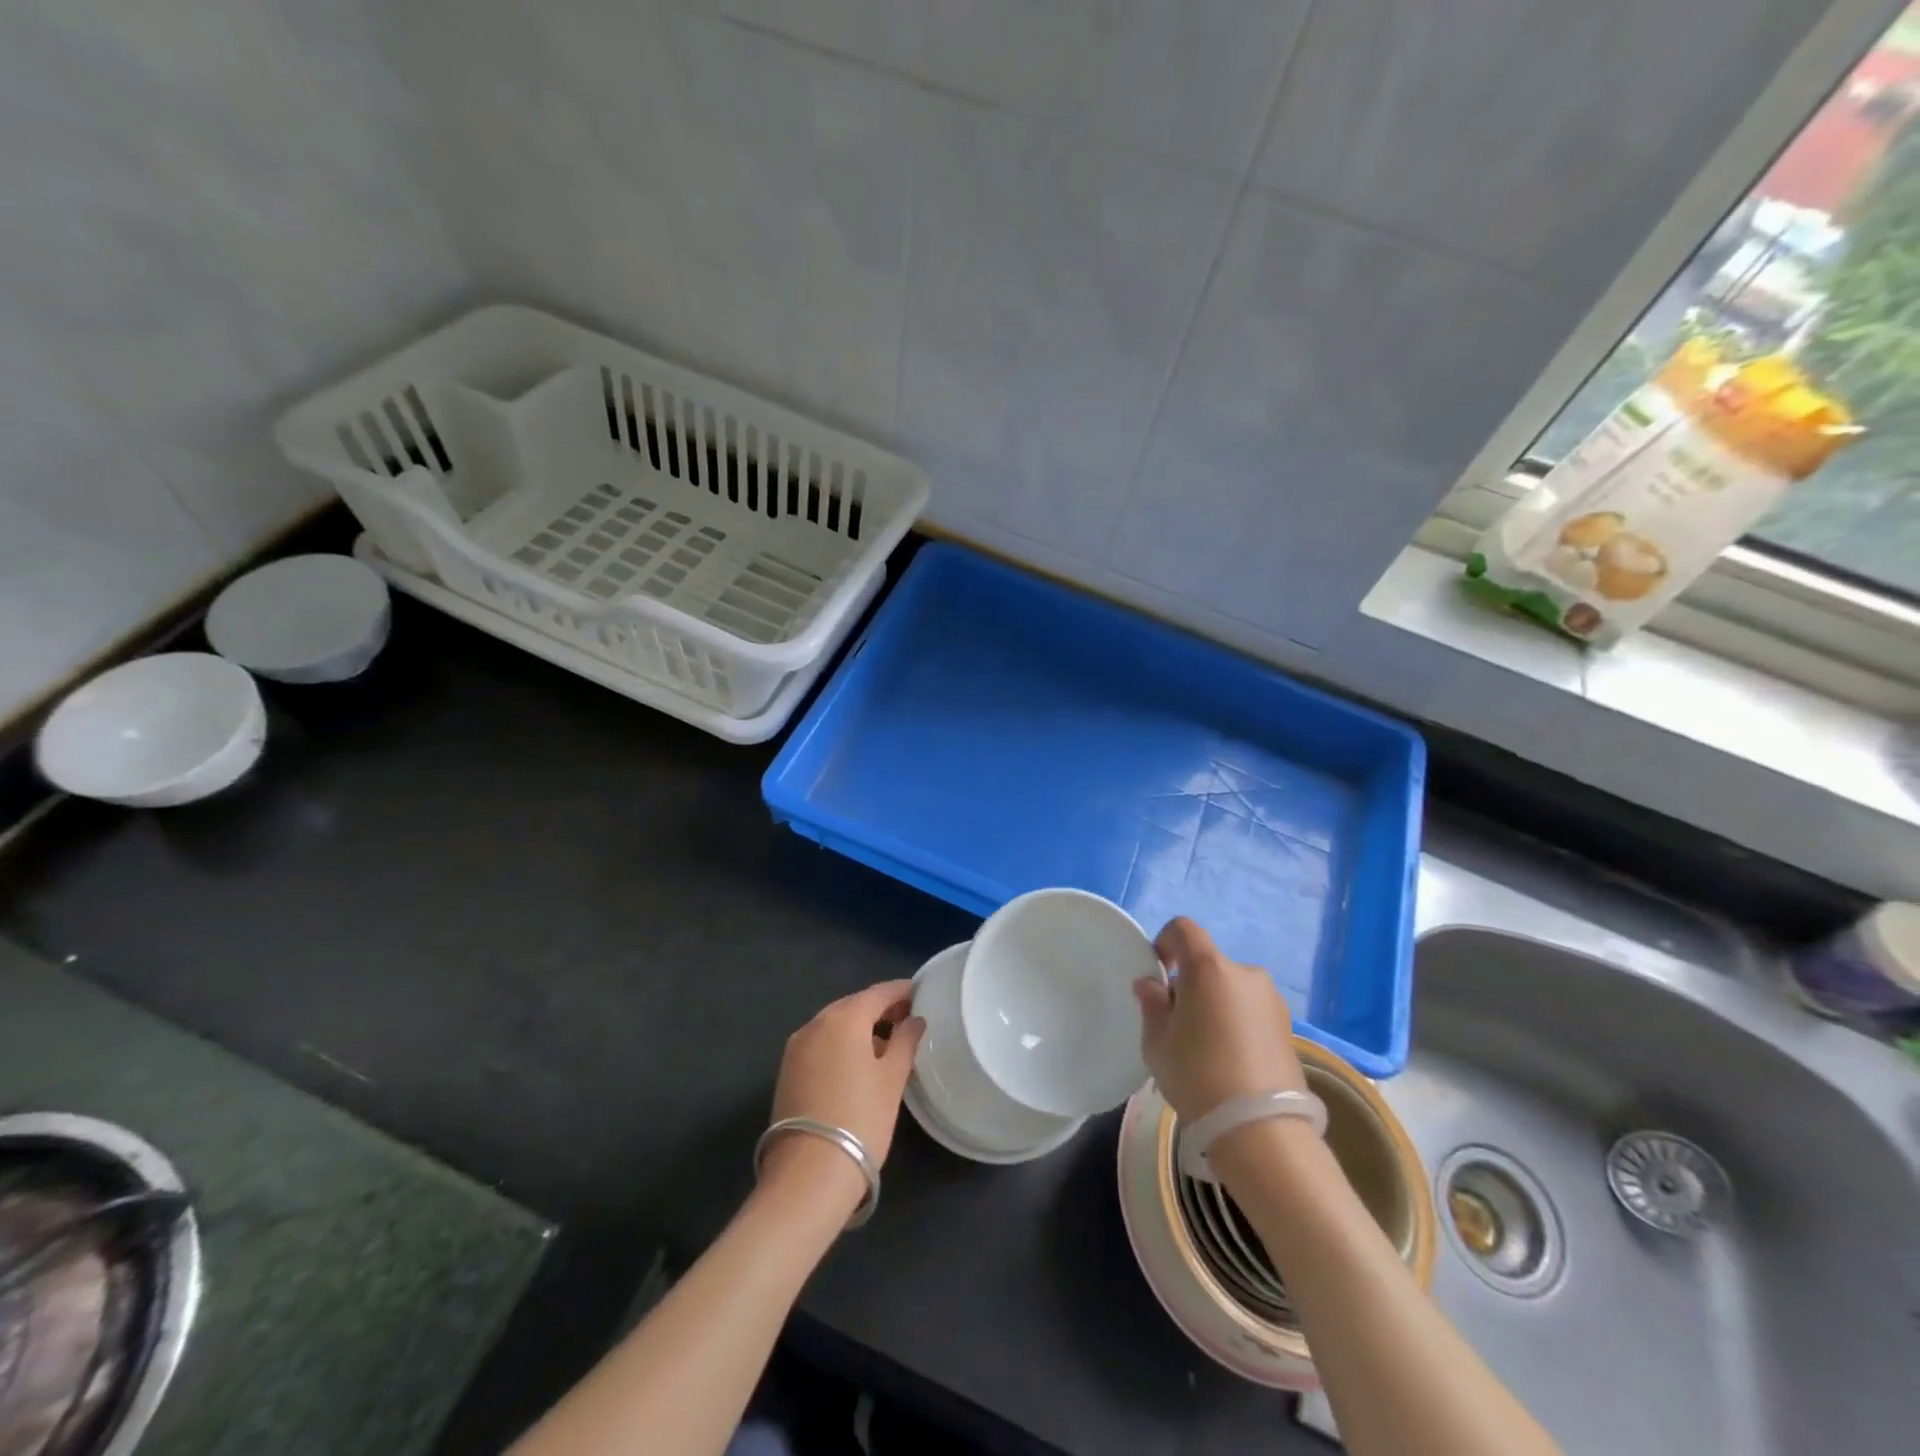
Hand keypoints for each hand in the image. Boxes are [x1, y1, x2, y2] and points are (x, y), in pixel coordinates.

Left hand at [762, 981, 924, 1204]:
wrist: (808, 1175)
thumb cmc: (860, 1119)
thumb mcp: (892, 1079)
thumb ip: (905, 1042)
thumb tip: (915, 1020)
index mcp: (844, 1019)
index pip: (878, 993)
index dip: (901, 991)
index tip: (921, 993)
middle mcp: (815, 1024)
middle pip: (853, 1005)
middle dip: (880, 1008)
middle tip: (907, 1018)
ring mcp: (797, 1047)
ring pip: (834, 1024)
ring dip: (859, 1026)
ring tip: (887, 1041)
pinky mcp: (787, 1071)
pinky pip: (820, 1043)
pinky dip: (841, 1043)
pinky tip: (858, 1061)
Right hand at [1135, 917, 1305, 1122]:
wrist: (1261, 1130)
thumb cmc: (1198, 1075)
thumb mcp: (1157, 1042)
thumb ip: (1152, 1004)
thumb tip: (1151, 984)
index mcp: (1209, 968)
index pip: (1184, 929)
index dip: (1165, 942)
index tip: (1159, 974)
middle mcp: (1245, 973)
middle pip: (1208, 964)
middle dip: (1190, 984)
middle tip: (1178, 1024)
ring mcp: (1272, 1000)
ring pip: (1231, 989)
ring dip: (1215, 1004)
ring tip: (1207, 1048)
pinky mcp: (1289, 1028)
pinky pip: (1251, 1011)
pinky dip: (1237, 1023)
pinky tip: (1230, 1061)